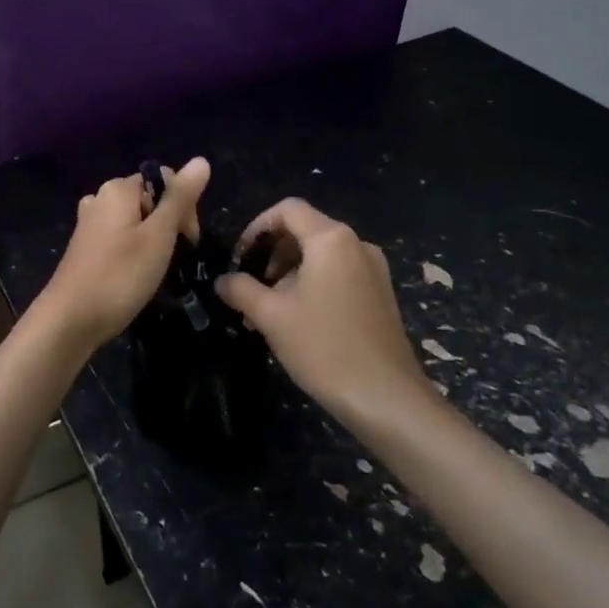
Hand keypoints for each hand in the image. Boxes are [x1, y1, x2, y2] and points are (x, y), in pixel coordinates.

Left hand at [36, 158, 211, 349]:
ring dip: (153, 239)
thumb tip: (201, 160)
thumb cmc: (120, 275)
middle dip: (170, 223)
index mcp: (118, 188)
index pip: (165, 180)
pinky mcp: (85, 245)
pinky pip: (120, 236)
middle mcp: (101, 197)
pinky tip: (136, 273)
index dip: (184, 205)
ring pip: (136, 220)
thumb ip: (180, 198)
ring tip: (156, 269)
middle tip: (174, 257)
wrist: (71, 320)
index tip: (188, 239)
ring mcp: (90, 222)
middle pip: (150, 198)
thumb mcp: (159, 235)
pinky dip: (134, 249)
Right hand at [214, 198, 423, 421]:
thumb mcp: (271, 316)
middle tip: (251, 286)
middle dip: (272, 253)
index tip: (240, 256)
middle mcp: (356, 244)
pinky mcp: (380, 293)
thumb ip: (241, 289)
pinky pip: (339, 273)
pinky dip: (313, 284)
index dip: (257, 226)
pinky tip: (298, 319)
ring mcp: (373, 269)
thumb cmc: (324, 347)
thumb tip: (223, 280)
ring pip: (321, 255)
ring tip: (270, 309)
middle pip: (305, 230)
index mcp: (331, 239)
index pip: (288, 210)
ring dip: (290, 272)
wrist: (385, 398)